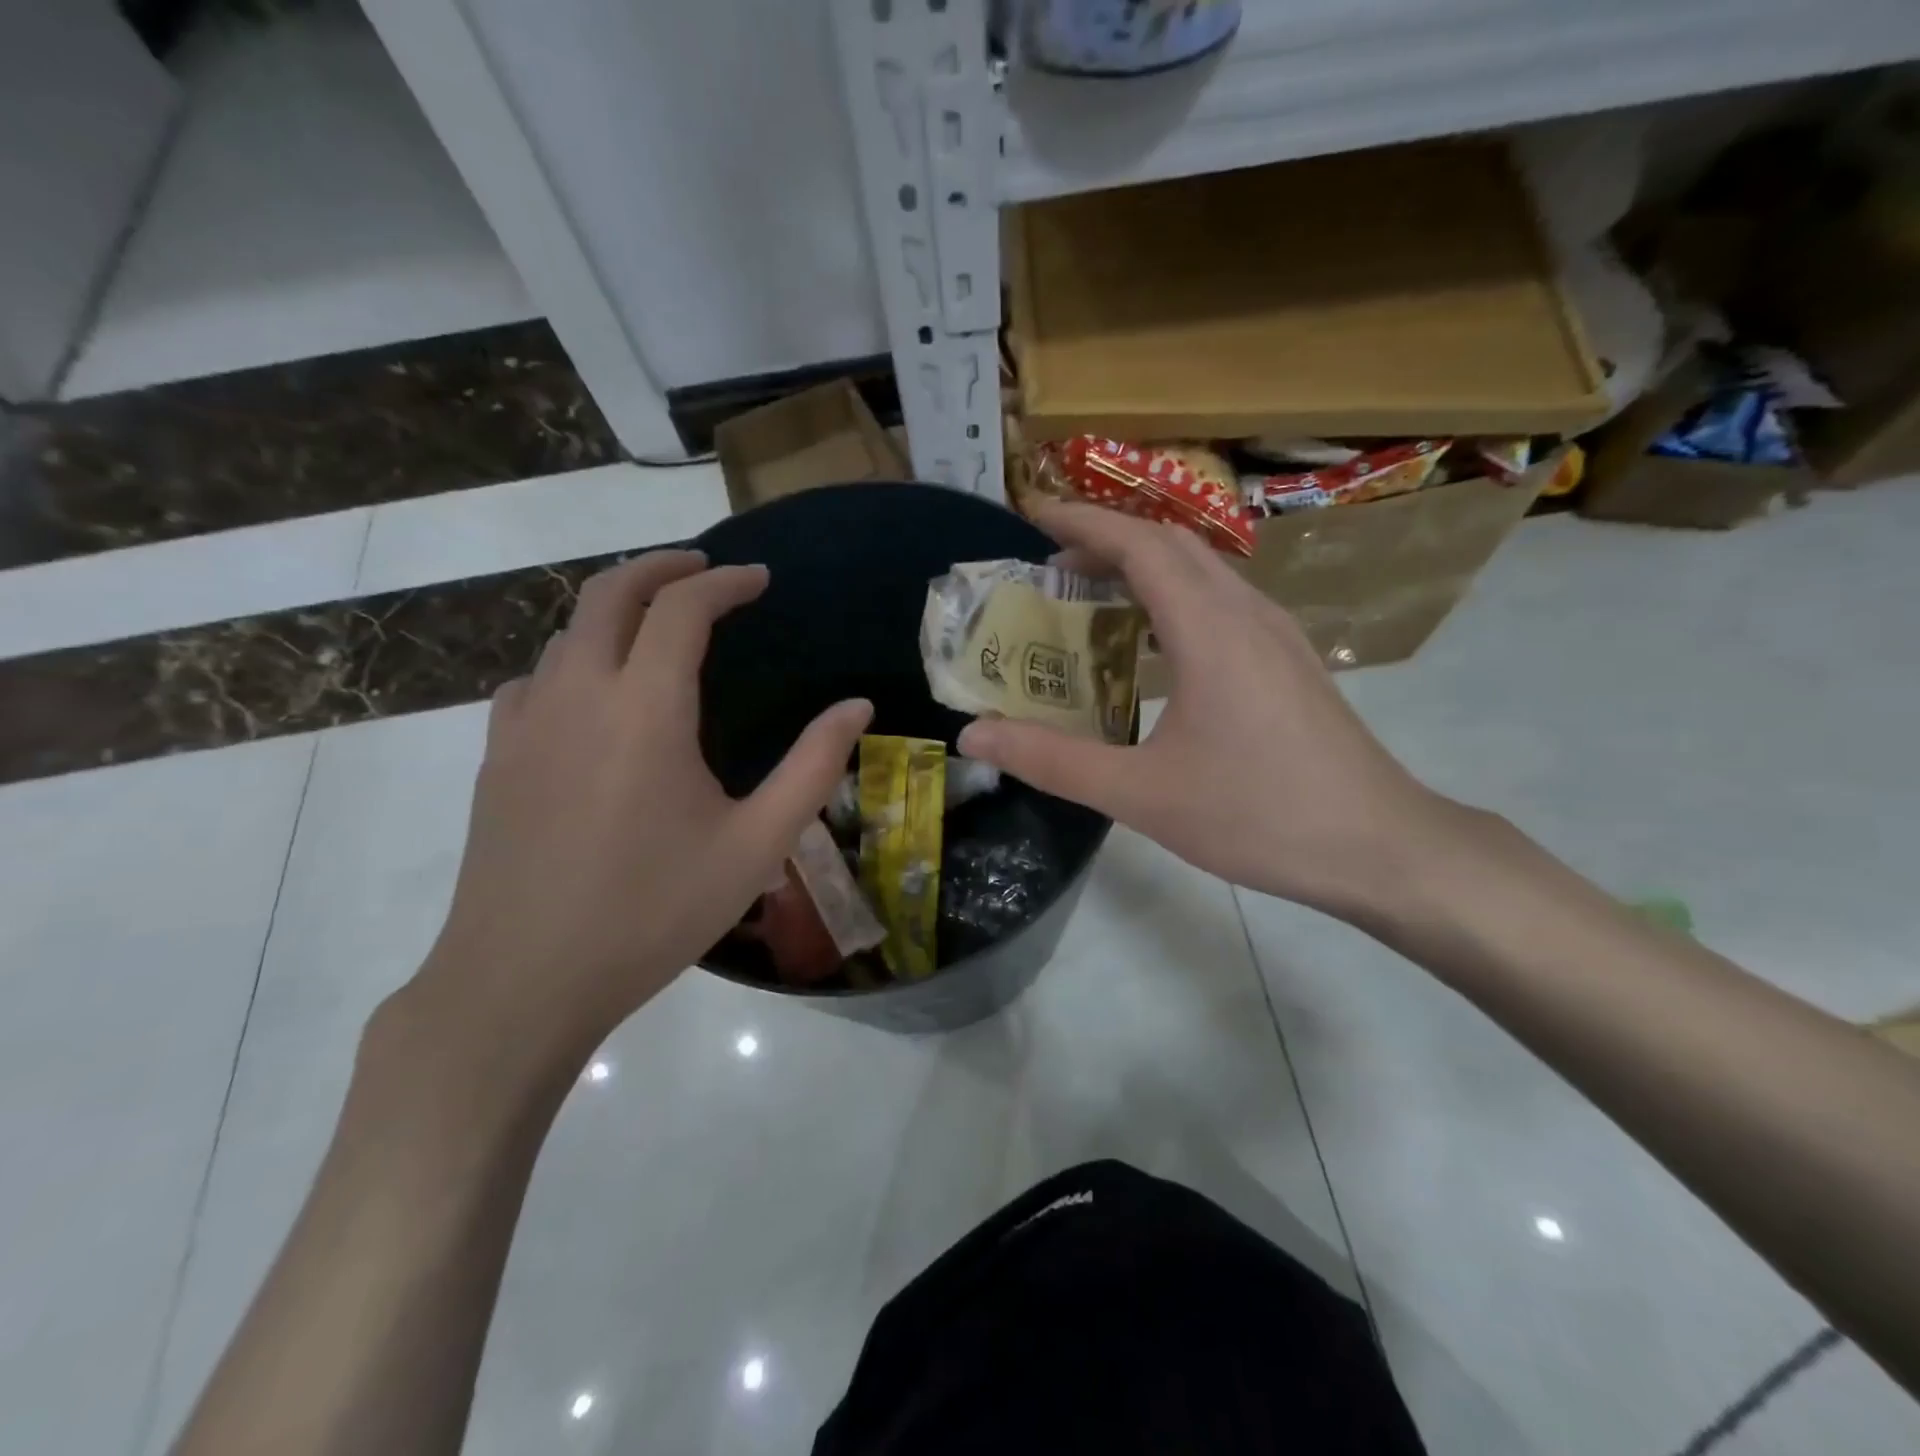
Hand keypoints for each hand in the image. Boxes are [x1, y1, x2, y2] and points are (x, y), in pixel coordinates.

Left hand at [407, 550, 870, 1068]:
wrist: (524, 981)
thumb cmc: (653, 912)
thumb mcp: (757, 845)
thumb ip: (813, 767)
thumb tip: (857, 707)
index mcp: (645, 708)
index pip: (682, 608)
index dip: (725, 582)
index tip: (758, 580)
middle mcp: (578, 693)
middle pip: (609, 592)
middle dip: (661, 566)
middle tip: (705, 569)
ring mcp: (526, 722)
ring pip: (567, 631)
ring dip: (616, 610)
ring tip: (659, 627)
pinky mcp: (497, 756)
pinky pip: (535, 678)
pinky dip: (574, 659)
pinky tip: (595, 695)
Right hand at [958, 502, 1449, 918]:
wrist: (1380, 846)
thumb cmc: (1258, 815)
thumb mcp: (1141, 794)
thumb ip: (1052, 761)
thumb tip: (974, 738)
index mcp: (1210, 629)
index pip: (1139, 544)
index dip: (1081, 522)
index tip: (1030, 515)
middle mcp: (1246, 613)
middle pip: (1171, 544)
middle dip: (1106, 538)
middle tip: (1049, 564)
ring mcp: (1276, 634)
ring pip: (1202, 570)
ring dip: (1142, 565)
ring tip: (1091, 595)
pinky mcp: (1289, 660)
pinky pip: (1221, 601)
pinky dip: (1174, 596)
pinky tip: (1153, 642)